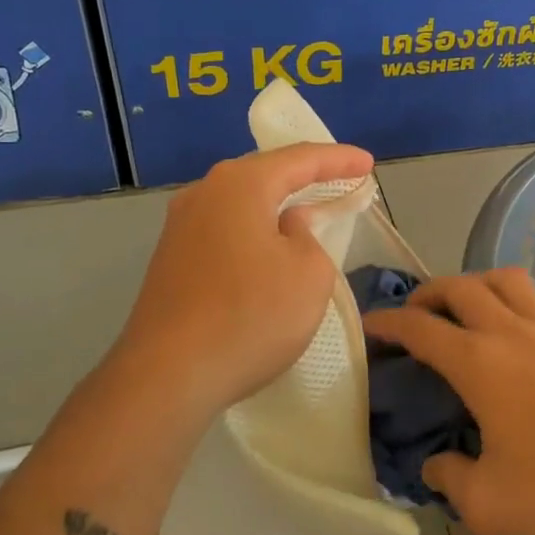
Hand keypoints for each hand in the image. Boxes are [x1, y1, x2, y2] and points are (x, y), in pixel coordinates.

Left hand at [110, 143, 374, 422]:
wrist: (167, 375)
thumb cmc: (250, 316)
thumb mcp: (308, 274)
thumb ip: (309, 237)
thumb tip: (287, 226)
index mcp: (240, 185)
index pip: (299, 159)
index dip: (338, 160)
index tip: (367, 163)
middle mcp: (204, 193)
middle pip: (264, 173)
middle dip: (304, 175)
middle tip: (339, 179)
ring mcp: (180, 227)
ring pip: (240, 202)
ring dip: (275, 204)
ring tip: (306, 209)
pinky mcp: (170, 259)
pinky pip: (224, 229)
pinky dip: (253, 229)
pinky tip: (266, 247)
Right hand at [360, 270, 534, 534]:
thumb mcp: (486, 505)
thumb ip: (448, 481)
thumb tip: (435, 465)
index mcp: (478, 363)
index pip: (419, 328)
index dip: (388, 322)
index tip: (370, 325)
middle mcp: (511, 332)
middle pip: (460, 287)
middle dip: (428, 293)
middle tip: (415, 314)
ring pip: (509, 279)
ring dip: (480, 282)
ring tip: (470, 304)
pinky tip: (532, 315)